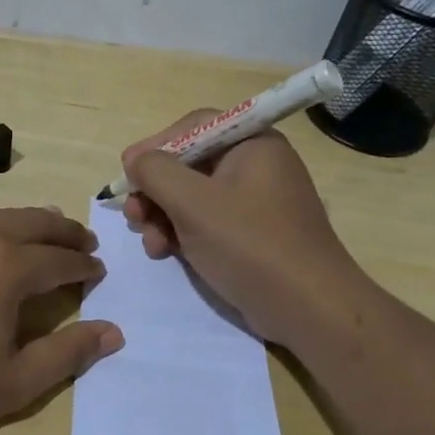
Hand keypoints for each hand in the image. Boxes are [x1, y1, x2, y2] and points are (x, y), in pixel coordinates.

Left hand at [0, 206, 123, 434]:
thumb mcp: (13, 382)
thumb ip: (67, 353)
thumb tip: (114, 332)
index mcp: (8, 267)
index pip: (60, 259)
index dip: (84, 265)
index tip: (98, 270)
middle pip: (33, 222)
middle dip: (64, 231)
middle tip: (84, 241)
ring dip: (28, 222)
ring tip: (44, 232)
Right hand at [121, 113, 367, 348]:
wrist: (307, 307)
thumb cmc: (250, 243)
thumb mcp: (193, 202)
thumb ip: (155, 171)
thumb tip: (136, 161)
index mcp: (252, 144)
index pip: (193, 127)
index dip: (155, 146)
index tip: (127, 171)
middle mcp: (255, 165)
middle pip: (189, 164)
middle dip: (155, 190)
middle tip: (132, 214)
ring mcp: (254, 202)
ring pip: (192, 197)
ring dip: (162, 215)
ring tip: (150, 242)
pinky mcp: (250, 234)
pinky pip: (206, 221)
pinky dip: (181, 232)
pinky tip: (166, 252)